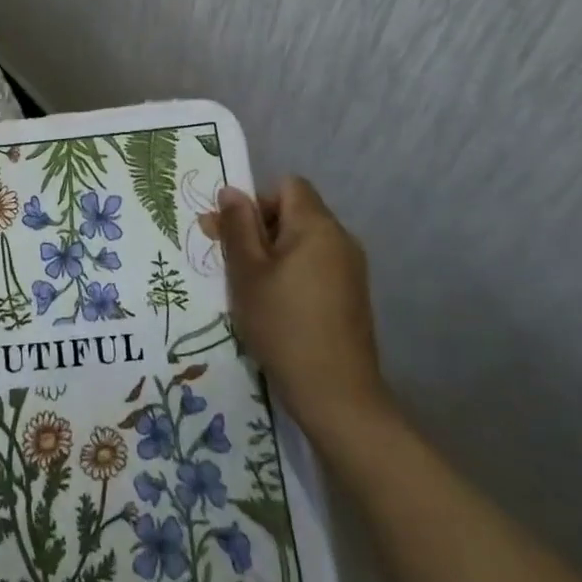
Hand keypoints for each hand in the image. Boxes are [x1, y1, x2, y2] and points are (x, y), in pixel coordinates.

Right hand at [201, 178, 387, 440]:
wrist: (337, 396)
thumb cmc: (283, 325)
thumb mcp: (247, 273)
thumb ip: (238, 226)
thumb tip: (231, 191)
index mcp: (317, 226)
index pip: (287, 185)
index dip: (257, 201)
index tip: (233, 233)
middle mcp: (340, 238)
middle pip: (295, 212)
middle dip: (259, 228)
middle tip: (228, 262)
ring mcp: (351, 269)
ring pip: (303, 241)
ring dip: (273, 253)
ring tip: (248, 287)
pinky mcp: (352, 296)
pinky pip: (316, 265)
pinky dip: (292, 273)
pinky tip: (275, 306)